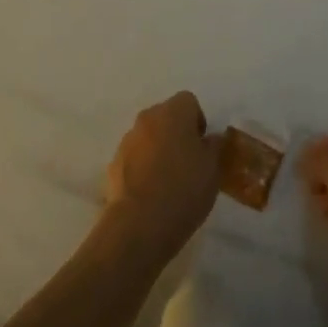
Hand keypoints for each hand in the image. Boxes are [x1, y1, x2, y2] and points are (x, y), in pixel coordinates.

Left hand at [103, 92, 220, 263]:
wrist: (139, 224)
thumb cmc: (183, 190)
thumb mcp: (212, 170)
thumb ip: (214, 147)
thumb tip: (211, 138)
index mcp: (173, 112)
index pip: (189, 102)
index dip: (198, 122)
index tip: (203, 148)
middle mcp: (147, 118)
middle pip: (166, 117)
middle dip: (177, 134)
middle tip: (189, 164)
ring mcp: (127, 140)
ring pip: (149, 137)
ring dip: (158, 150)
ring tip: (169, 183)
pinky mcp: (114, 163)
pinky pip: (134, 158)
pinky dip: (143, 168)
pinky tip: (151, 194)